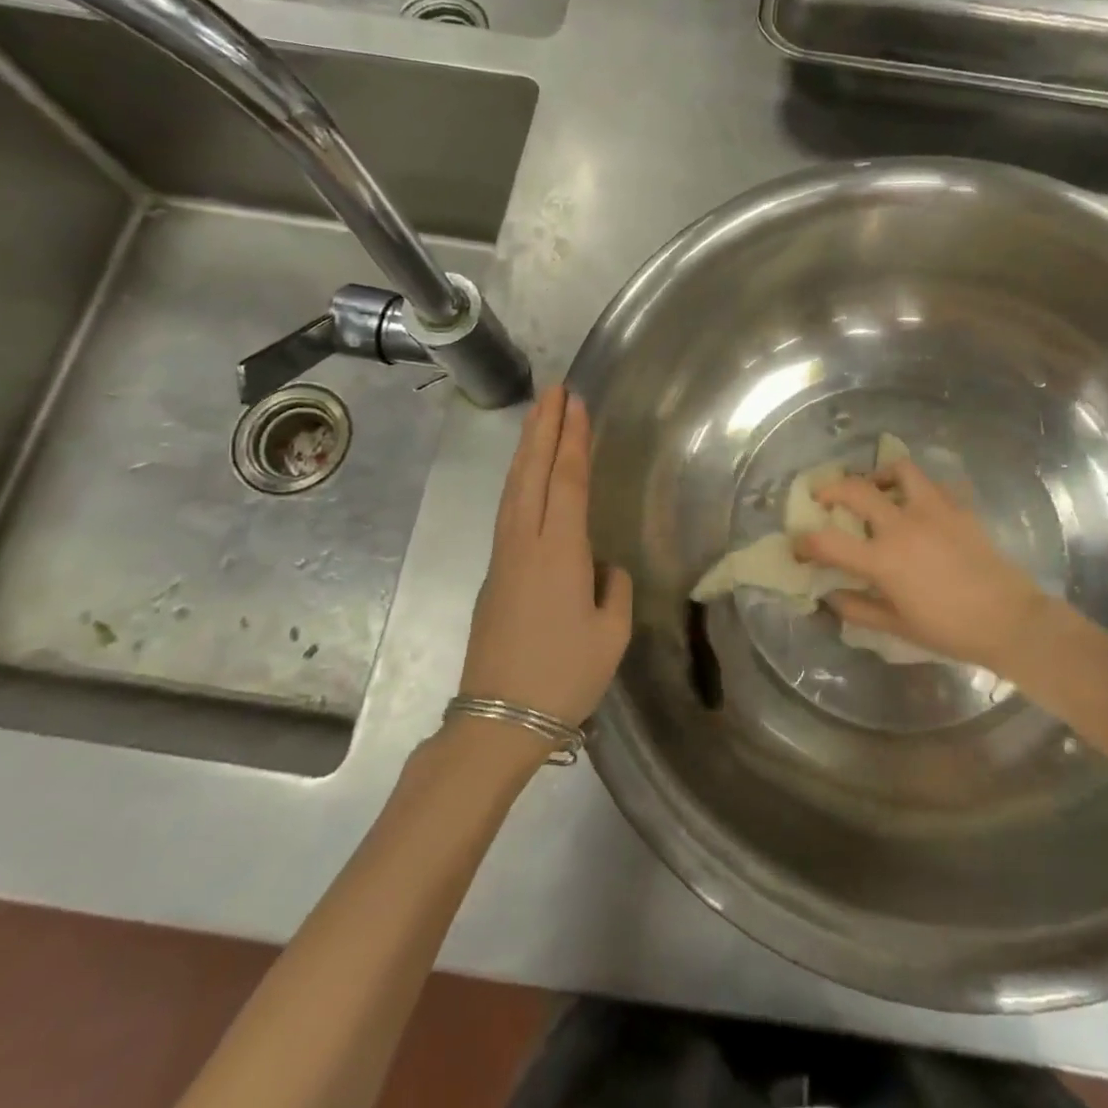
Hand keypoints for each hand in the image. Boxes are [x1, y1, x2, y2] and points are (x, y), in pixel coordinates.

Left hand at [461, 385, 632, 726]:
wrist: (498, 719)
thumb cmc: (565, 675)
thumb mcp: (611, 632)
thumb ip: (612, 586)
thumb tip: (600, 566)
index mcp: (559, 551)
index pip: (565, 480)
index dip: (571, 438)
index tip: (575, 402)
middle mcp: (525, 542)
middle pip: (532, 472)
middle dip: (543, 428)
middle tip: (554, 389)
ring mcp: (504, 557)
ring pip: (514, 488)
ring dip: (526, 449)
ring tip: (538, 417)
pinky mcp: (494, 574)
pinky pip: (508, 510)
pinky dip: (519, 480)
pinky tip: (526, 476)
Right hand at [796, 461, 1054, 673]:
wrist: (1010, 620)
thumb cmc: (950, 630)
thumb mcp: (897, 626)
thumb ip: (857, 608)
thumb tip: (829, 594)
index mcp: (883, 559)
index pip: (827, 542)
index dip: (804, 542)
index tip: (797, 545)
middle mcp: (903, 525)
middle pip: (854, 489)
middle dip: (829, 489)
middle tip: (823, 498)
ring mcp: (933, 510)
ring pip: (899, 469)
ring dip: (879, 474)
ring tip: (875, 488)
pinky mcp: (958, 507)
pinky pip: (933, 483)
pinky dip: (918, 487)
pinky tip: (917, 503)